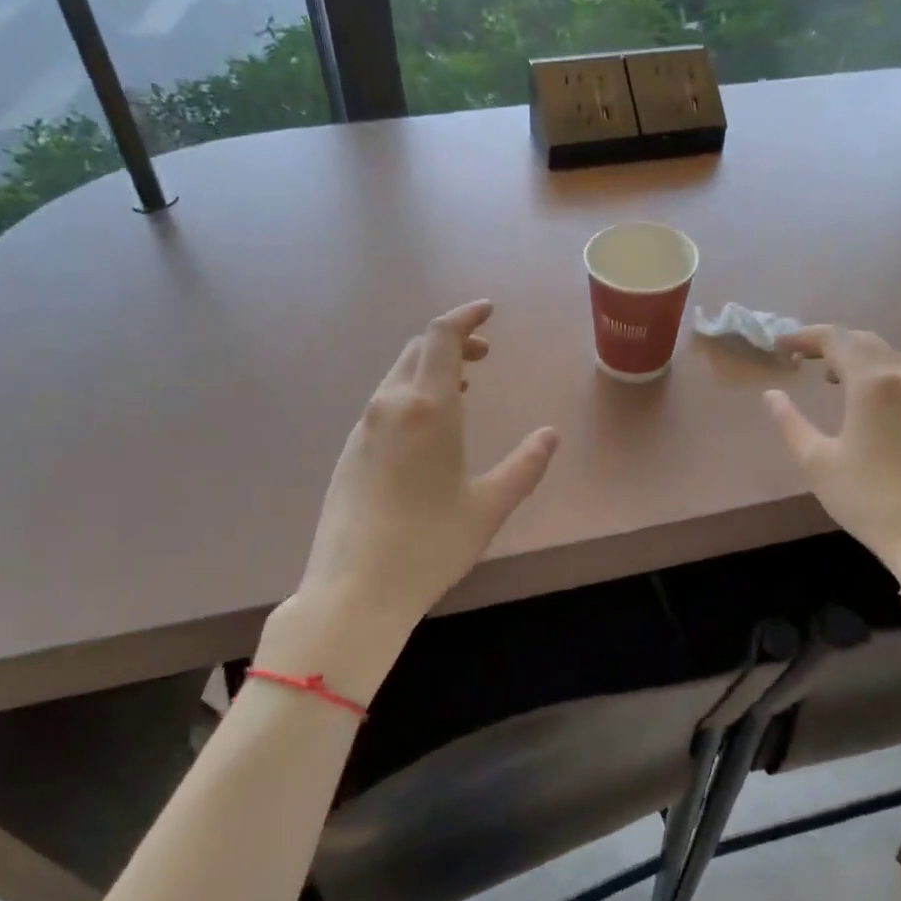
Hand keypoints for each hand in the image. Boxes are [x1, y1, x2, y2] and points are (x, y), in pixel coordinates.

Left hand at [294, 301, 559, 664]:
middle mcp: (389, 406)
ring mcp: (363, 429)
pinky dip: (412, 394)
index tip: (488, 311)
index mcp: (427, 408)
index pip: (441, 337)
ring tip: (463, 385)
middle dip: (452, 341)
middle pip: (417, 350)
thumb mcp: (489, 506)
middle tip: (484, 353)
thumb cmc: (429, 544)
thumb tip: (550, 435)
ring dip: (431, 368)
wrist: (354, 590)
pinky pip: (384, 404)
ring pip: (398, 377)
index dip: (465, 316)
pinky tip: (428, 426)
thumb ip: (525, 466)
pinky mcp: (350, 453)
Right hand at [764, 326, 900, 573]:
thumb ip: (789, 421)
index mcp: (872, 383)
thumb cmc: (866, 496)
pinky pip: (899, 374)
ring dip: (853, 355)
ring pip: (885, 356)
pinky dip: (873, 371)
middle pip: (864, 340)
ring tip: (823, 373)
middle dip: (829, 341)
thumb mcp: (816, 460)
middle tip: (797, 355)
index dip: (804, 336)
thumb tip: (772, 395)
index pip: (836, 339)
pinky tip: (857, 396)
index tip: (778, 345)